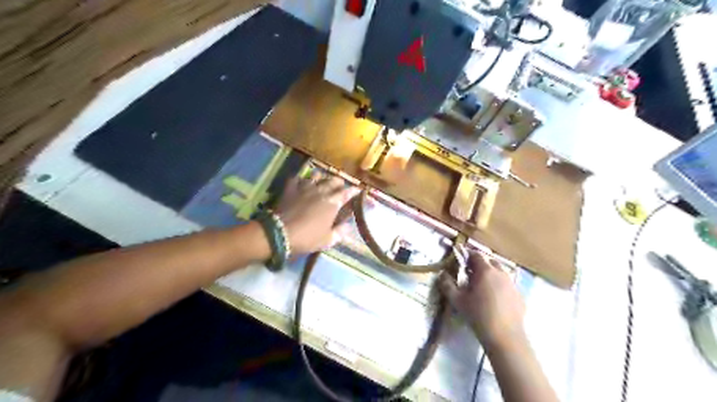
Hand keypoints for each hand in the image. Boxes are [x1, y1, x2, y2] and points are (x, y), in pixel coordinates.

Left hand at [276, 171, 357, 253]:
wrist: (280, 232)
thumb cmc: (307, 238)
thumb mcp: (327, 240)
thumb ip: (340, 232)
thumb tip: (348, 226)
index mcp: (332, 203)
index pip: (347, 193)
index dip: (354, 190)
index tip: (358, 189)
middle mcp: (321, 191)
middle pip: (334, 180)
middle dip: (339, 182)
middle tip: (341, 186)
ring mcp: (305, 187)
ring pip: (317, 175)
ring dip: (322, 177)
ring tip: (322, 181)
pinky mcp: (291, 188)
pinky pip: (298, 178)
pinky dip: (302, 179)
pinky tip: (302, 183)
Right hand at [437, 252, 524, 348]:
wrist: (505, 337)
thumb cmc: (478, 315)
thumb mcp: (457, 301)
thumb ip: (447, 285)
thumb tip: (442, 274)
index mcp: (485, 271)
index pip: (476, 255)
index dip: (468, 256)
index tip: (461, 262)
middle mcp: (501, 273)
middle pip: (490, 262)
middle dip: (480, 264)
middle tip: (470, 274)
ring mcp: (512, 284)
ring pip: (500, 273)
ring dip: (491, 275)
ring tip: (483, 287)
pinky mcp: (519, 296)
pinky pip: (508, 285)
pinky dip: (500, 286)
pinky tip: (495, 300)